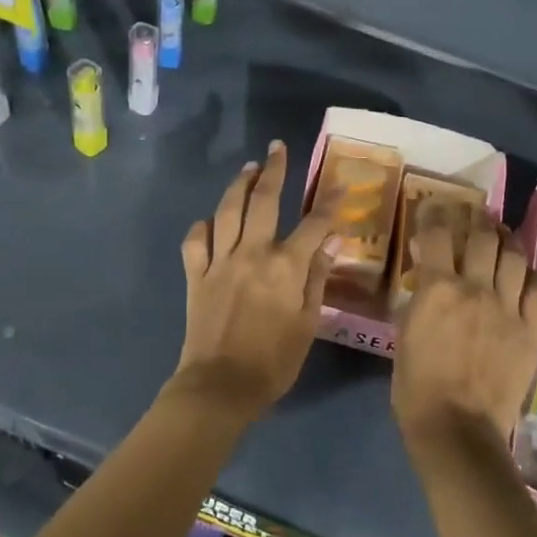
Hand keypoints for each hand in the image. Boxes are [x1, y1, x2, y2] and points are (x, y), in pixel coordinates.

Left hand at [172, 141, 336, 416]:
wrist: (220, 387)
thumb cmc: (273, 362)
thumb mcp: (308, 324)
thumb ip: (317, 280)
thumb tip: (328, 244)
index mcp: (285, 267)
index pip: (313, 224)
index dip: (329, 204)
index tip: (340, 186)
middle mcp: (252, 253)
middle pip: (264, 201)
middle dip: (274, 171)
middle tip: (277, 148)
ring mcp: (220, 262)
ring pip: (227, 211)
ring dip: (239, 185)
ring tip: (248, 168)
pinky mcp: (196, 275)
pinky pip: (195, 241)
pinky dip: (202, 226)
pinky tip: (210, 221)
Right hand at [392, 214, 536, 446]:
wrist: (458, 430)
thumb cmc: (417, 387)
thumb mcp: (404, 334)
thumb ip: (419, 298)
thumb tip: (427, 272)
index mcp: (438, 289)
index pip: (438, 234)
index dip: (435, 214)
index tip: (434, 208)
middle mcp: (476, 289)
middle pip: (483, 236)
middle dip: (476, 220)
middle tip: (473, 218)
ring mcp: (508, 309)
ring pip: (515, 256)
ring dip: (506, 239)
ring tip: (501, 236)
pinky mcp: (531, 331)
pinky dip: (533, 275)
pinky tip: (526, 273)